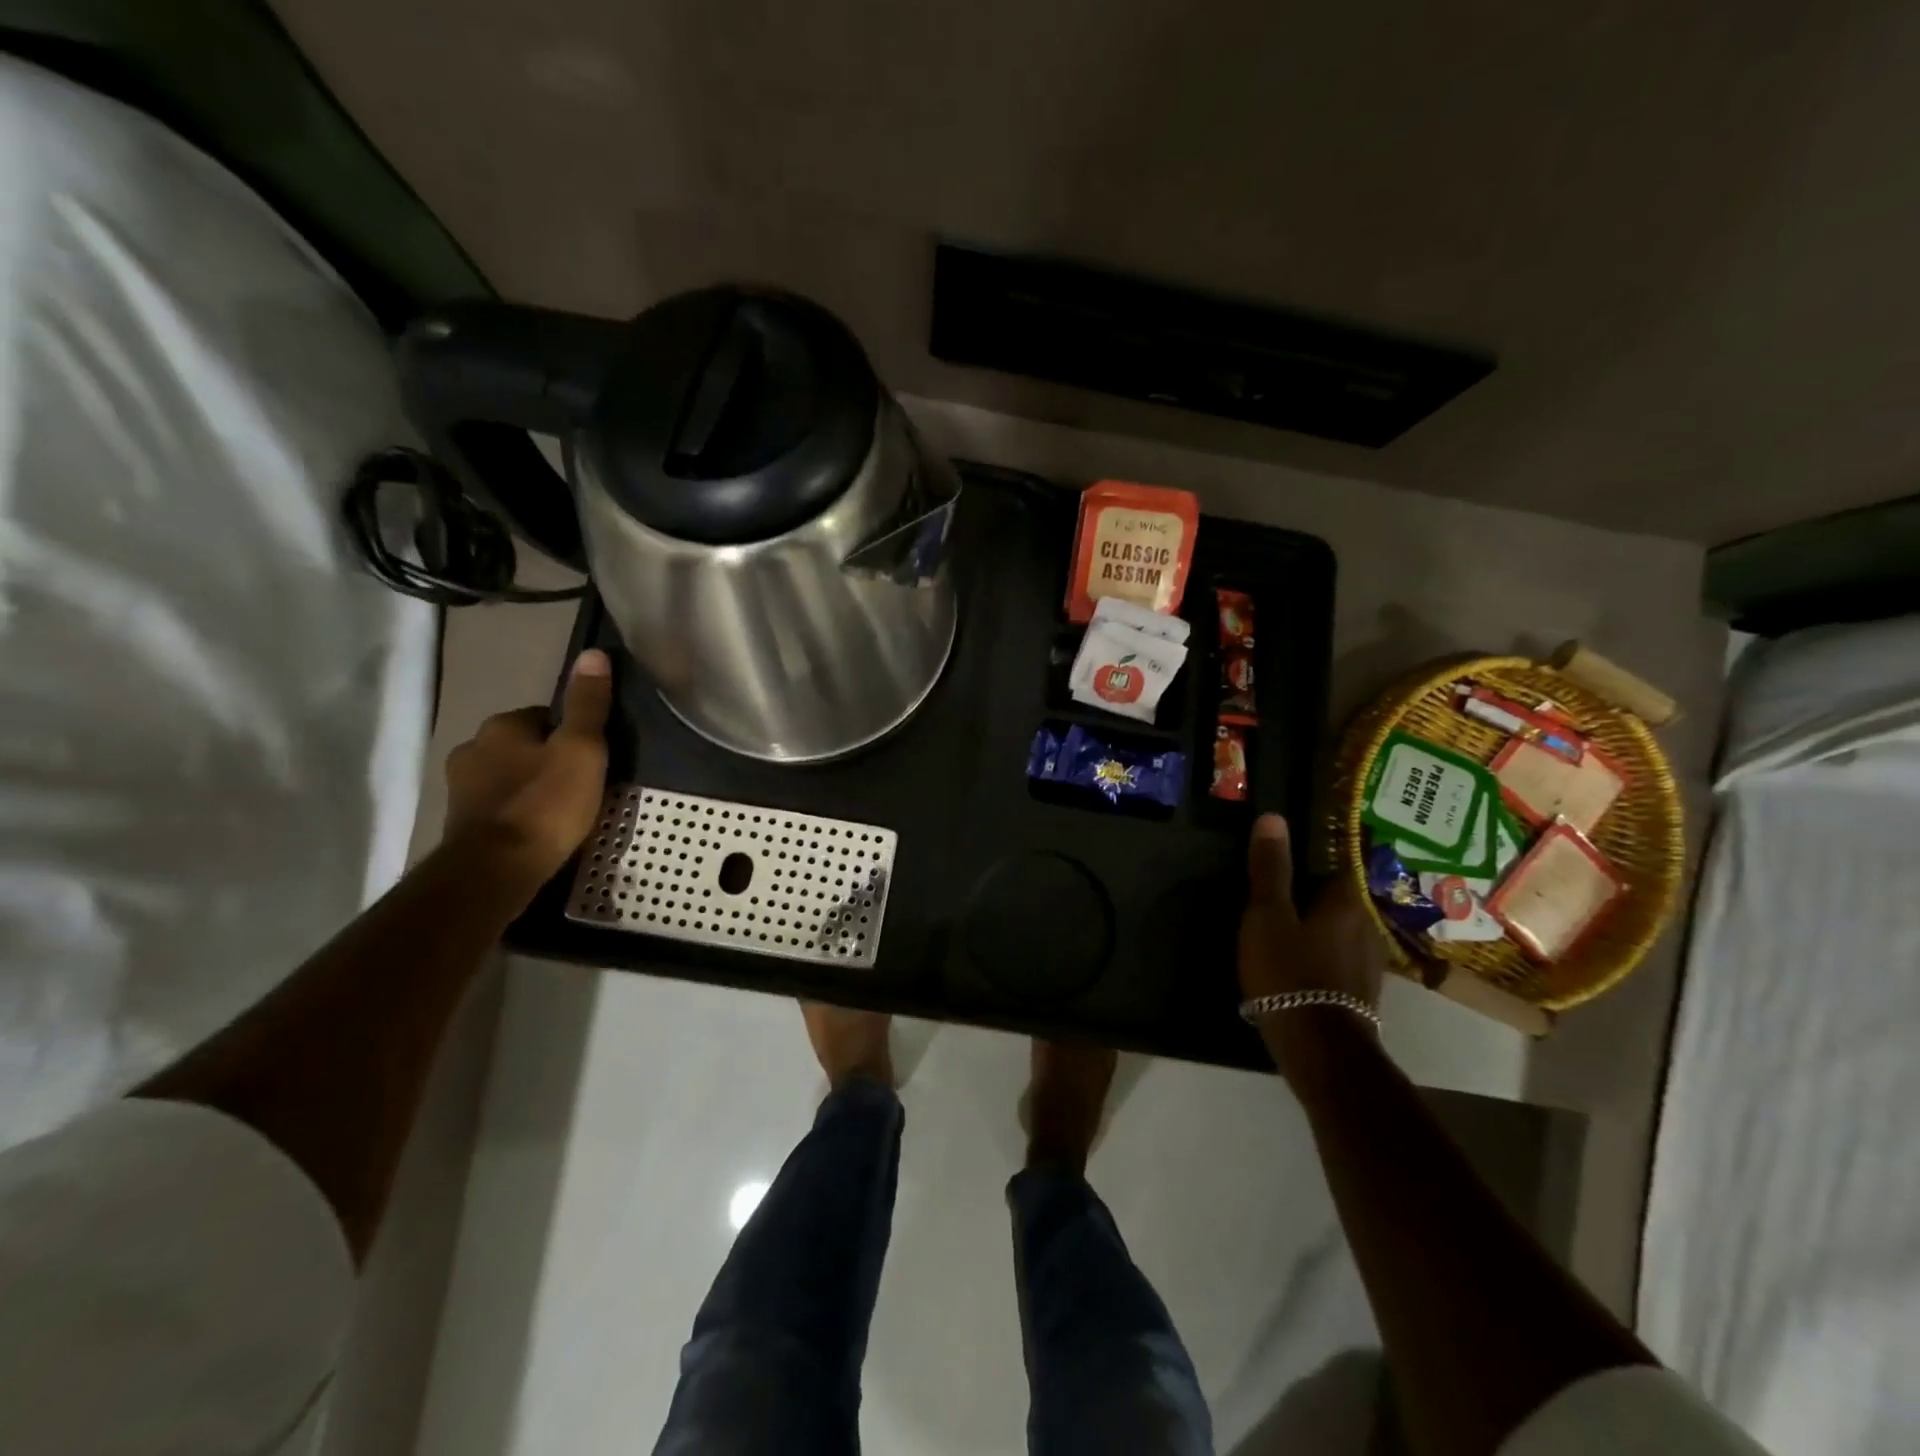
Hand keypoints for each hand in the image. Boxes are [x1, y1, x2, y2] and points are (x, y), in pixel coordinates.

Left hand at [443, 649, 612, 882]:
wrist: (496, 870)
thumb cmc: (546, 804)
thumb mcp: (583, 750)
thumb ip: (588, 704)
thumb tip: (593, 653)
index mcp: (501, 726)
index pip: (544, 717)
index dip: (572, 735)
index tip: (593, 758)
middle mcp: (472, 748)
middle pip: (523, 746)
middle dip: (547, 760)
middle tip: (581, 786)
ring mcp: (460, 788)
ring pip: (507, 776)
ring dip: (529, 787)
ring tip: (561, 812)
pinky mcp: (459, 823)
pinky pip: (497, 806)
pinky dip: (516, 812)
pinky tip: (537, 831)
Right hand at [1238, 813, 1384, 1011]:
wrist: (1319, 1049)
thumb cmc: (1289, 972)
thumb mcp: (1267, 915)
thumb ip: (1270, 868)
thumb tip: (1274, 817)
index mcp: (1347, 900)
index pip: (1330, 862)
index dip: (1302, 861)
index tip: (1274, 866)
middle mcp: (1367, 924)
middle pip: (1332, 897)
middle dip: (1305, 896)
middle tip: (1267, 901)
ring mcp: (1369, 960)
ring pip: (1336, 929)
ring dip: (1312, 927)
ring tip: (1276, 934)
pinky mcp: (1361, 990)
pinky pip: (1337, 956)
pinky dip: (1318, 954)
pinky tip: (1292, 966)